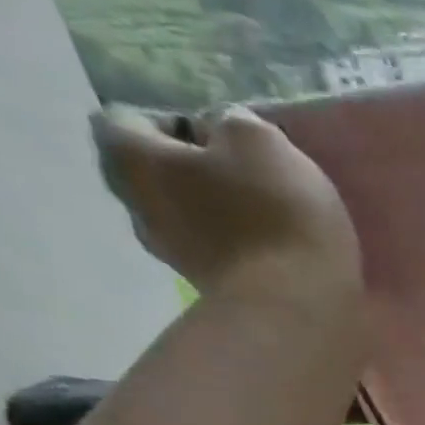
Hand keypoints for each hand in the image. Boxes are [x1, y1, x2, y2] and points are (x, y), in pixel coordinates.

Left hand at [92, 106, 361, 303]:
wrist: (299, 306)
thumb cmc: (274, 215)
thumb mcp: (261, 142)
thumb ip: (233, 122)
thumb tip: (223, 131)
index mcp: (130, 158)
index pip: (126, 118)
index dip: (175, 120)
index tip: (225, 140)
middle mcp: (136, 206)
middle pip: (155, 171)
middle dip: (195, 169)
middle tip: (249, 176)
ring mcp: (174, 255)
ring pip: (187, 214)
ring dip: (219, 210)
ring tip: (270, 216)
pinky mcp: (212, 289)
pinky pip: (218, 251)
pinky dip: (240, 245)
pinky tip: (278, 249)